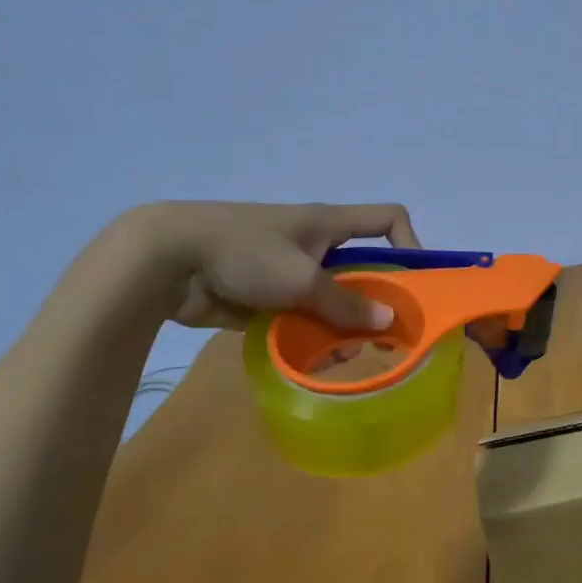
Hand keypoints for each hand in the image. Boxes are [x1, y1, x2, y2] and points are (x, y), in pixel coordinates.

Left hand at [121, 201, 419, 332]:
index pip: (387, 219)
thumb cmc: (244, 253)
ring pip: (332, 299)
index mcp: (329, 224)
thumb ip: (345, 302)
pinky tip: (314, 362)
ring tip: (345, 356)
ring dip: (343, 327)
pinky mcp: (266, 297)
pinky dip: (311, 337)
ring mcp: (289, 271)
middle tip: (386, 336)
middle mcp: (315, 245)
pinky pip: (301, 317)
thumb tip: (387, 321)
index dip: (410, 243)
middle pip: (363, 268)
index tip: (415, 282)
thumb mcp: (303, 278)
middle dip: (377, 301)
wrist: (166, 260)